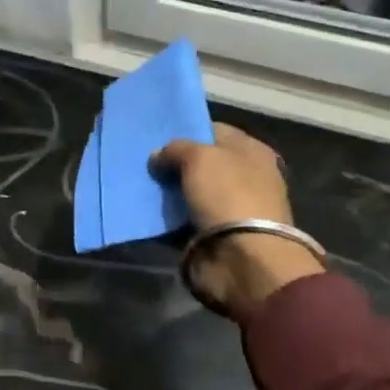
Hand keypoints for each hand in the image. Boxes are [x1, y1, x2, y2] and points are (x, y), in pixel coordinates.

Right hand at [150, 122, 322, 318]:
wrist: (243, 259)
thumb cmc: (228, 196)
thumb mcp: (199, 157)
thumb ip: (175, 149)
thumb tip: (158, 156)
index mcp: (251, 152)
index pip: (215, 131)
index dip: (187, 130)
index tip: (157, 135)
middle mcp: (244, 177)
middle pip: (201, 164)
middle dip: (173, 163)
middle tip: (143, 161)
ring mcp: (229, 208)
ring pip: (190, 192)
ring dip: (167, 192)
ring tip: (137, 185)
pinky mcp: (214, 235)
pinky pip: (183, 220)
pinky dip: (166, 219)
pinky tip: (144, 212)